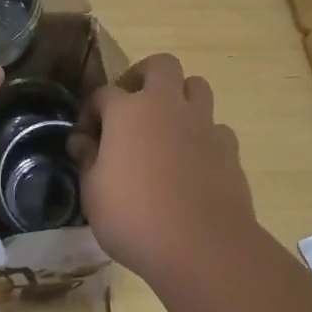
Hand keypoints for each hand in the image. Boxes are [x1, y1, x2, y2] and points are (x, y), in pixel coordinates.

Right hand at [70, 54, 256, 282]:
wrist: (202, 246)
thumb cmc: (135, 218)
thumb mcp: (93, 194)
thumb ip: (87, 161)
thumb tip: (82, 142)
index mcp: (128, 111)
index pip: (104, 93)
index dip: (91, 111)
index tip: (86, 137)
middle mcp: (167, 106)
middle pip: (161, 65)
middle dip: (144, 76)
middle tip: (133, 104)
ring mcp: (203, 124)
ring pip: (197, 86)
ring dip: (181, 98)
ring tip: (167, 126)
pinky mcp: (229, 148)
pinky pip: (216, 128)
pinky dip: (204, 136)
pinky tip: (195, 162)